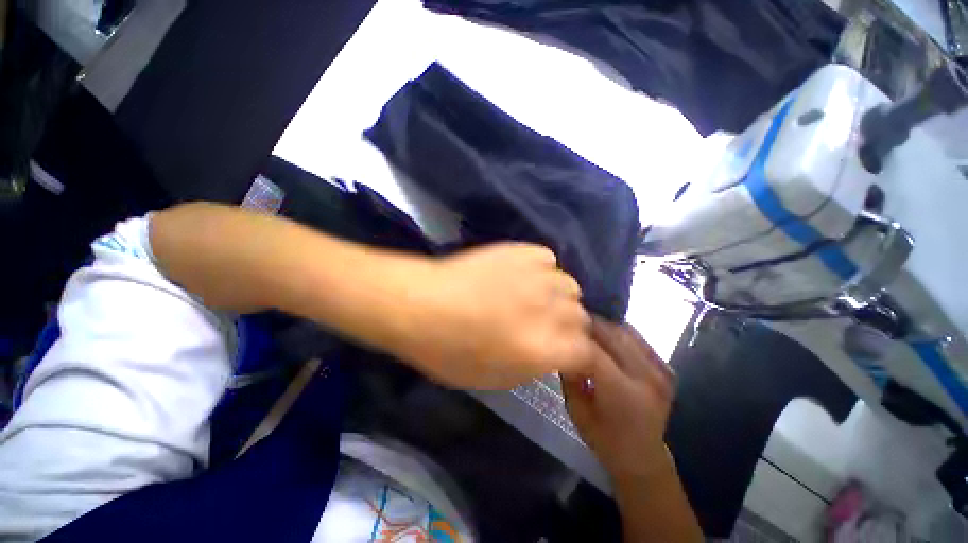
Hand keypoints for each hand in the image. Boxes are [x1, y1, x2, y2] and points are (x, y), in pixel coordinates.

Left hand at [397, 243, 595, 388]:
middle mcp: (549, 310)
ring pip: (570, 287)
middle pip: (582, 318)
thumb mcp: (493, 379)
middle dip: (568, 327)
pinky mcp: (522, 251)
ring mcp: (538, 276)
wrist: (420, 303)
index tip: (565, 354)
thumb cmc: (448, 350)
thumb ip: (534, 368)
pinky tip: (522, 276)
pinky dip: (542, 270)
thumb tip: (552, 354)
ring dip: (558, 297)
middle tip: (544, 327)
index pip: (587, 353)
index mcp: (542, 349)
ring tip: (534, 299)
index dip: (577, 356)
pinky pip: (549, 260)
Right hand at [561, 320, 674, 480]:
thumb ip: (570, 376)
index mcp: (623, 394)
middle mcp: (647, 377)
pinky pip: (637, 338)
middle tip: (570, 319)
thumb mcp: (577, 411)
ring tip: (586, 325)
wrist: (643, 457)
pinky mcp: (666, 367)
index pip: (595, 353)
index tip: (560, 329)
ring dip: (603, 324)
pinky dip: (618, 332)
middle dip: (589, 324)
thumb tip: (563, 346)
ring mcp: (661, 371)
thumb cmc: (605, 439)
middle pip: (613, 335)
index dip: (576, 338)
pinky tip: (605, 335)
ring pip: (626, 331)